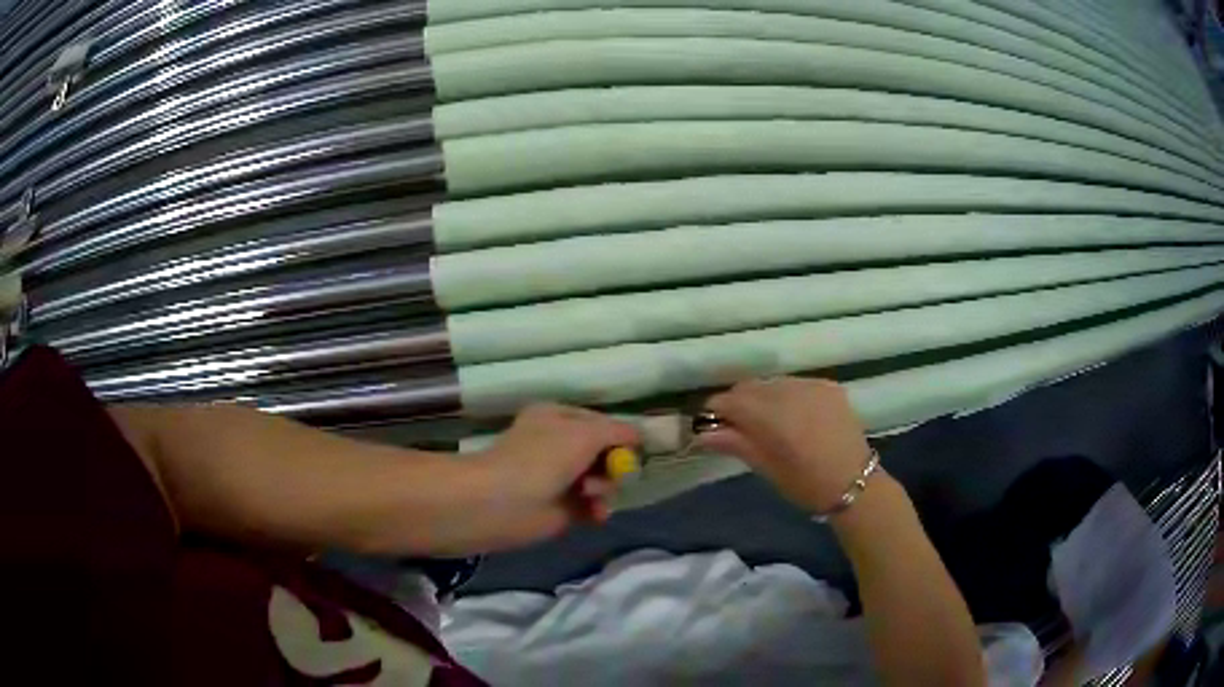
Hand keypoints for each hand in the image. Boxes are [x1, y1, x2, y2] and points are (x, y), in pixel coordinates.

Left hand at [472, 404, 639, 548]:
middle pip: (604, 453)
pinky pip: (593, 505)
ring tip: (592, 495)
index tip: (638, 449)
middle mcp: (558, 444)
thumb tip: (639, 435)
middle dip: (614, 465)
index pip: (600, 422)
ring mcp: (560, 477)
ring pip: (602, 480)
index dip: (620, 435)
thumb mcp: (585, 433)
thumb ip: (617, 431)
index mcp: (558, 417)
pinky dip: (598, 508)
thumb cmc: (543, 459)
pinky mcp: (562, 507)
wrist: (504, 503)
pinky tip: (596, 513)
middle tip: (616, 474)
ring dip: (605, 488)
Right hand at [699, 378, 874, 512]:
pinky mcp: (828, 385)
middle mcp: (791, 392)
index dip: (716, 411)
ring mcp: (812, 385)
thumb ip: (736, 444)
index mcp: (774, 417)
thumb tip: (702, 434)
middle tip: (736, 427)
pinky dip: (786, 396)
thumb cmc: (806, 484)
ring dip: (762, 398)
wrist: (855, 483)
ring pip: (772, 383)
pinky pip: (795, 384)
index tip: (710, 425)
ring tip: (767, 423)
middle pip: (750, 387)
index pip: (731, 400)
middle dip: (738, 403)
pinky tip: (793, 416)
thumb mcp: (767, 468)